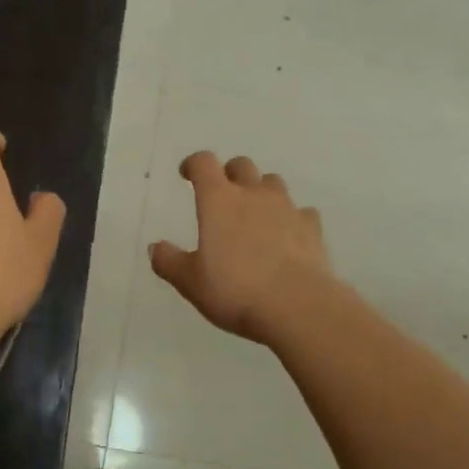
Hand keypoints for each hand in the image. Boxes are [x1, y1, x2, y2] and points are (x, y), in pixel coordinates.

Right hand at [150, 151, 332, 341]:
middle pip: (242, 165)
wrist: (298, 305)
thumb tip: (155, 248)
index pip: (203, 163)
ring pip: (273, 183)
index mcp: (219, 200)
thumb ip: (170, 262)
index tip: (187, 174)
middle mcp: (254, 194)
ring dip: (262, 191)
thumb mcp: (191, 282)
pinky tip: (288, 235)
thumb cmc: (236, 290)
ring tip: (256, 213)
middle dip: (229, 174)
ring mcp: (287, 208)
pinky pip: (301, 212)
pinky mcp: (312, 228)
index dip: (193, 164)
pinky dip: (292, 218)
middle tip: (223, 194)